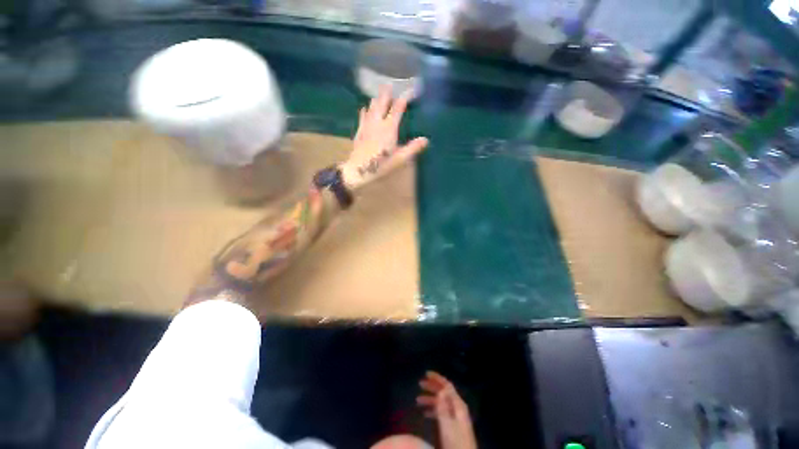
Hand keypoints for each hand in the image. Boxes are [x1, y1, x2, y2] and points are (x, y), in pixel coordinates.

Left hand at [340, 86, 428, 191]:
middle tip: (389, 85)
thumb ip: (412, 148)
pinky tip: (364, 108)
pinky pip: (362, 116)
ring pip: (371, 107)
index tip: (411, 91)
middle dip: (386, 93)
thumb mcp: (400, 159)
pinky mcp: (359, 131)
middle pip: (382, 103)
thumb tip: (426, 139)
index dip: (405, 97)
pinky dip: (365, 110)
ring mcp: (367, 126)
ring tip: (378, 94)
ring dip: (376, 99)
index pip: (398, 107)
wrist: (358, 170)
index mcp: (389, 128)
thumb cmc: (381, 165)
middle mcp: (377, 123)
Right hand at [417, 371, 477, 448]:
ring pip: (442, 402)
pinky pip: (442, 411)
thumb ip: (444, 406)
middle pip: (444, 392)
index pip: (447, 385)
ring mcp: (456, 415)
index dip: (436, 378)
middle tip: (419, 384)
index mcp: (458, 404)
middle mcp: (458, 406)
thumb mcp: (447, 424)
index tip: (425, 373)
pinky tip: (425, 413)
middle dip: (431, 387)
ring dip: (430, 399)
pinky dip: (433, 409)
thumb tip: (440, 389)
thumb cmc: (456, 441)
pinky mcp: (454, 424)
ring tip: (417, 400)